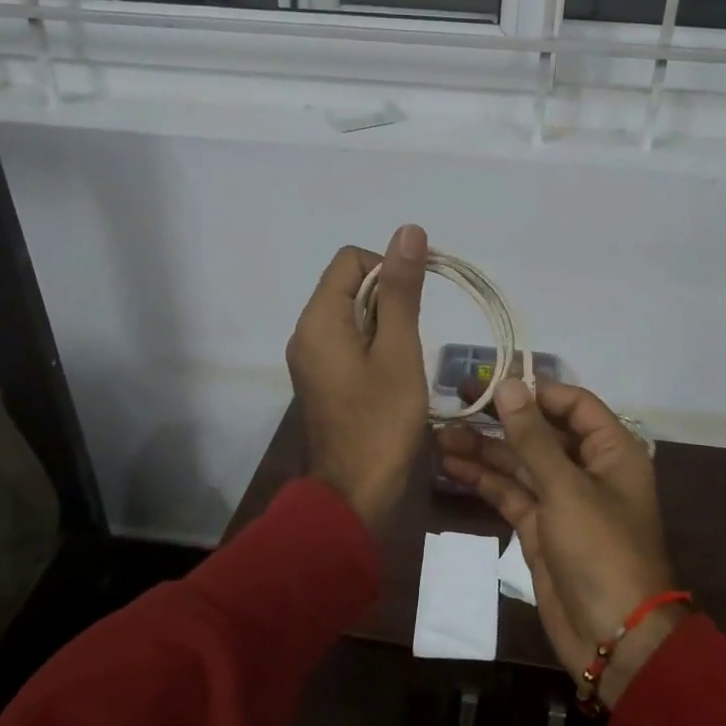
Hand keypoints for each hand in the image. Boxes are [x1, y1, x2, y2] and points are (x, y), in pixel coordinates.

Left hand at [286, 225, 431, 536]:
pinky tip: (393, 375)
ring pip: (352, 316)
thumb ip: (402, 290)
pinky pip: (348, 343)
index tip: (420, 298)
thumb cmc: (382, 422)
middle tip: (413, 339)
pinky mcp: (321, 380)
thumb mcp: (399, 351)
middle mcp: (305, 333)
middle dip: (389, 299)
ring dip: (385, 325)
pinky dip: (374, 346)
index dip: (389, 267)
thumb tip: (408, 231)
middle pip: (349, 285)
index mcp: (318, 320)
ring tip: (405, 360)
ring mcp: (311, 359)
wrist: (356, 494)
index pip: (351, 260)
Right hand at [437, 381, 679, 705]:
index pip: (573, 404)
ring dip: (483, 449)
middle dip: (499, 419)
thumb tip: (509, 385)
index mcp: (611, 450)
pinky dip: (483, 480)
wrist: (613, 636)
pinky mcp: (540, 528)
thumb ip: (533, 437)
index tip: (492, 382)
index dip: (535, 391)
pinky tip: (451, 465)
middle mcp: (587, 469)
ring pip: (519, 463)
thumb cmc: (600, 550)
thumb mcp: (566, 488)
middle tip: (454, 401)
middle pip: (540, 432)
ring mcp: (562, 500)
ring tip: (439, 433)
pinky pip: (510, 493)